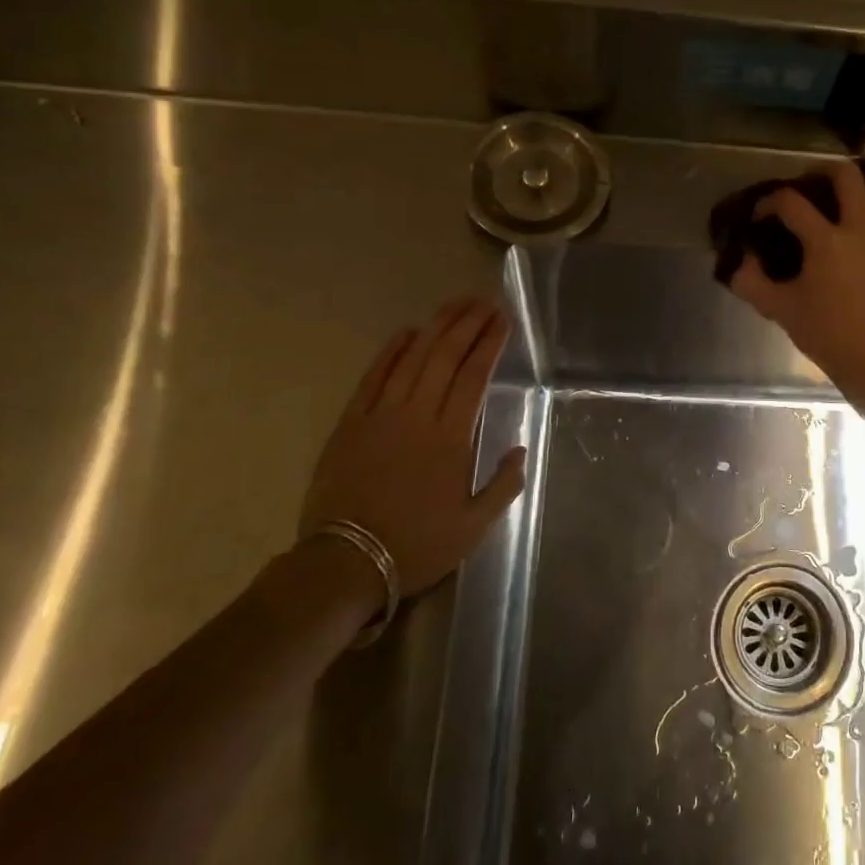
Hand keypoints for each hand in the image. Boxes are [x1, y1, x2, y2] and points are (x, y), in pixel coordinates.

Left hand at [301, 297, 526, 596]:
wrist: (345, 563)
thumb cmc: (416, 545)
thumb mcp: (474, 526)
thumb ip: (503, 485)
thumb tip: (518, 449)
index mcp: (451, 437)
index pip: (475, 375)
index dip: (490, 343)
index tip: (503, 320)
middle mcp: (418, 414)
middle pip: (445, 356)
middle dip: (468, 324)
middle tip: (485, 301)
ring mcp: (381, 415)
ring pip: (413, 358)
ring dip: (436, 327)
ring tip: (455, 304)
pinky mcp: (351, 422)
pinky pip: (373, 377)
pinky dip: (391, 351)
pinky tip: (406, 332)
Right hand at [729, 162, 864, 406]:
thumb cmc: (827, 335)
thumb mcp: (780, 310)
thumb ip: (752, 282)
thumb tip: (740, 260)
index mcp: (825, 241)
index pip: (790, 202)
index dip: (769, 202)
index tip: (761, 216)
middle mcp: (861, 229)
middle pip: (848, 175)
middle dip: (824, 170)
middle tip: (812, 184)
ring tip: (855, 204)